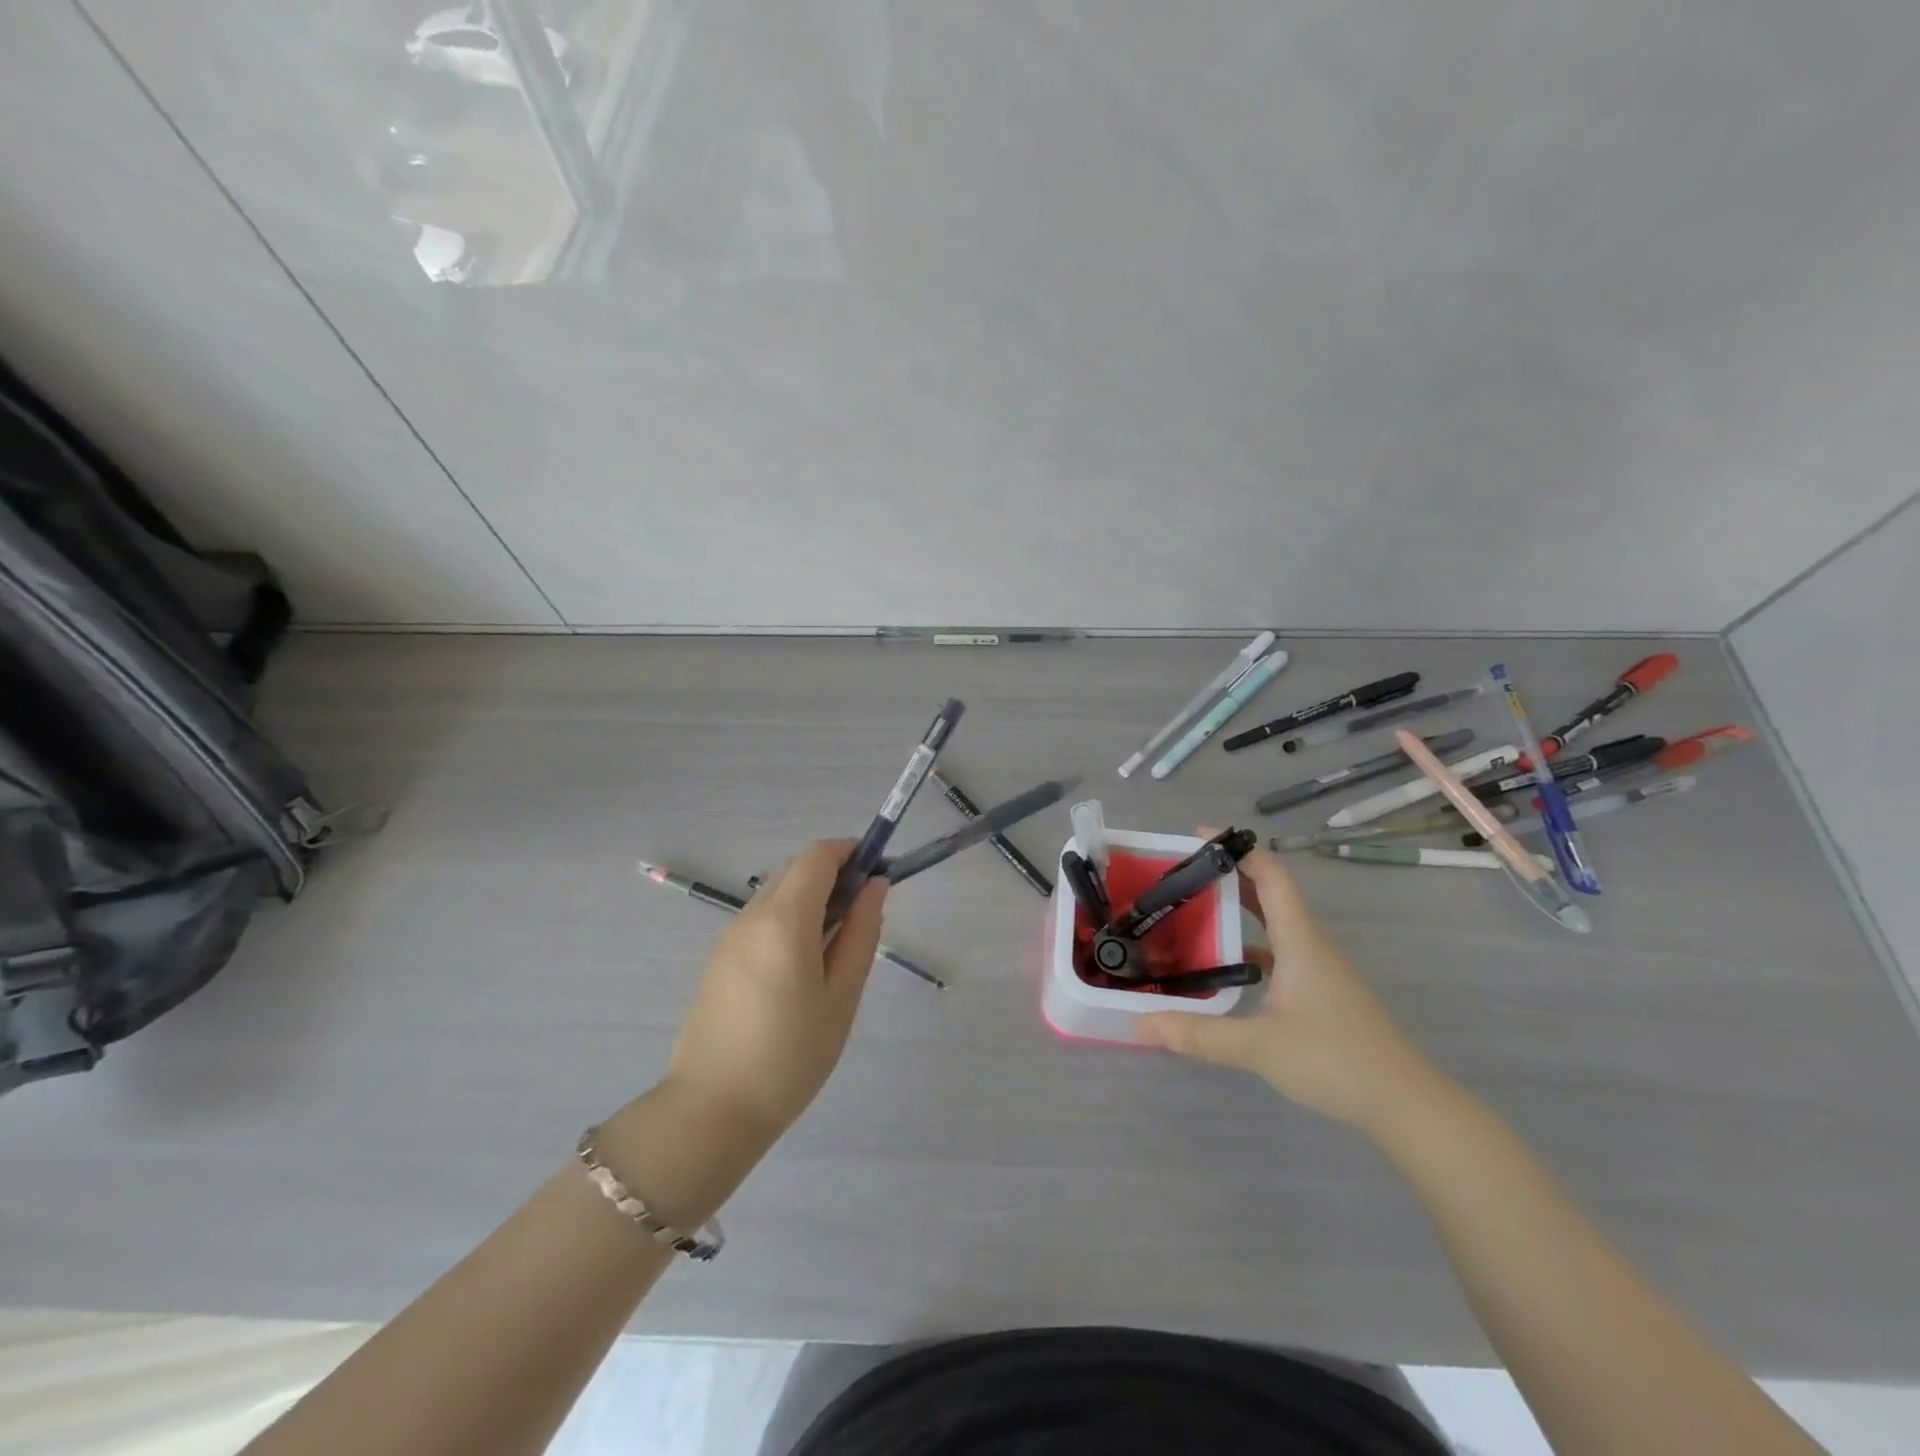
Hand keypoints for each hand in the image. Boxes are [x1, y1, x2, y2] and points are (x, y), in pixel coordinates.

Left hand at [659, 840, 885, 1151]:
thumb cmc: (791, 1056)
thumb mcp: (842, 995)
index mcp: (785, 919)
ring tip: (835, 949)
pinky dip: (790, 919)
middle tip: (861, 918)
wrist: (712, 1110)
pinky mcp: (719, 957)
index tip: (877, 877)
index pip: (818, 855)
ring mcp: (730, 936)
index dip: (851, 852)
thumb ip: (862, 932)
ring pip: (778, 892)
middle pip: (796, 868)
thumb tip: (875, 886)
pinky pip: (762, 918)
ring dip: (811, 898)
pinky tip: (802, 967)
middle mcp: (752, 915)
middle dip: (834, 875)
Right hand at [1135, 837, 1444, 1131]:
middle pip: (1268, 894)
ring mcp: (1318, 970)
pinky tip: (1224, 967)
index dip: (1237, 850)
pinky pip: (1278, 952)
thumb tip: (1139, 1024)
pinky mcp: (1320, 993)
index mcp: (1299, 940)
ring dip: (1238, 911)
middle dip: (1228, 876)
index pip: (1270, 876)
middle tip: (1182, 874)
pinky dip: (1250, 946)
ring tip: (1193, 912)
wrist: (1405, 1105)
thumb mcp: (1258, 1046)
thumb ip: (1197, 1034)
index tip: (1197, 836)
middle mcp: (1309, 945)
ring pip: (1274, 924)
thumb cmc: (1335, 1060)